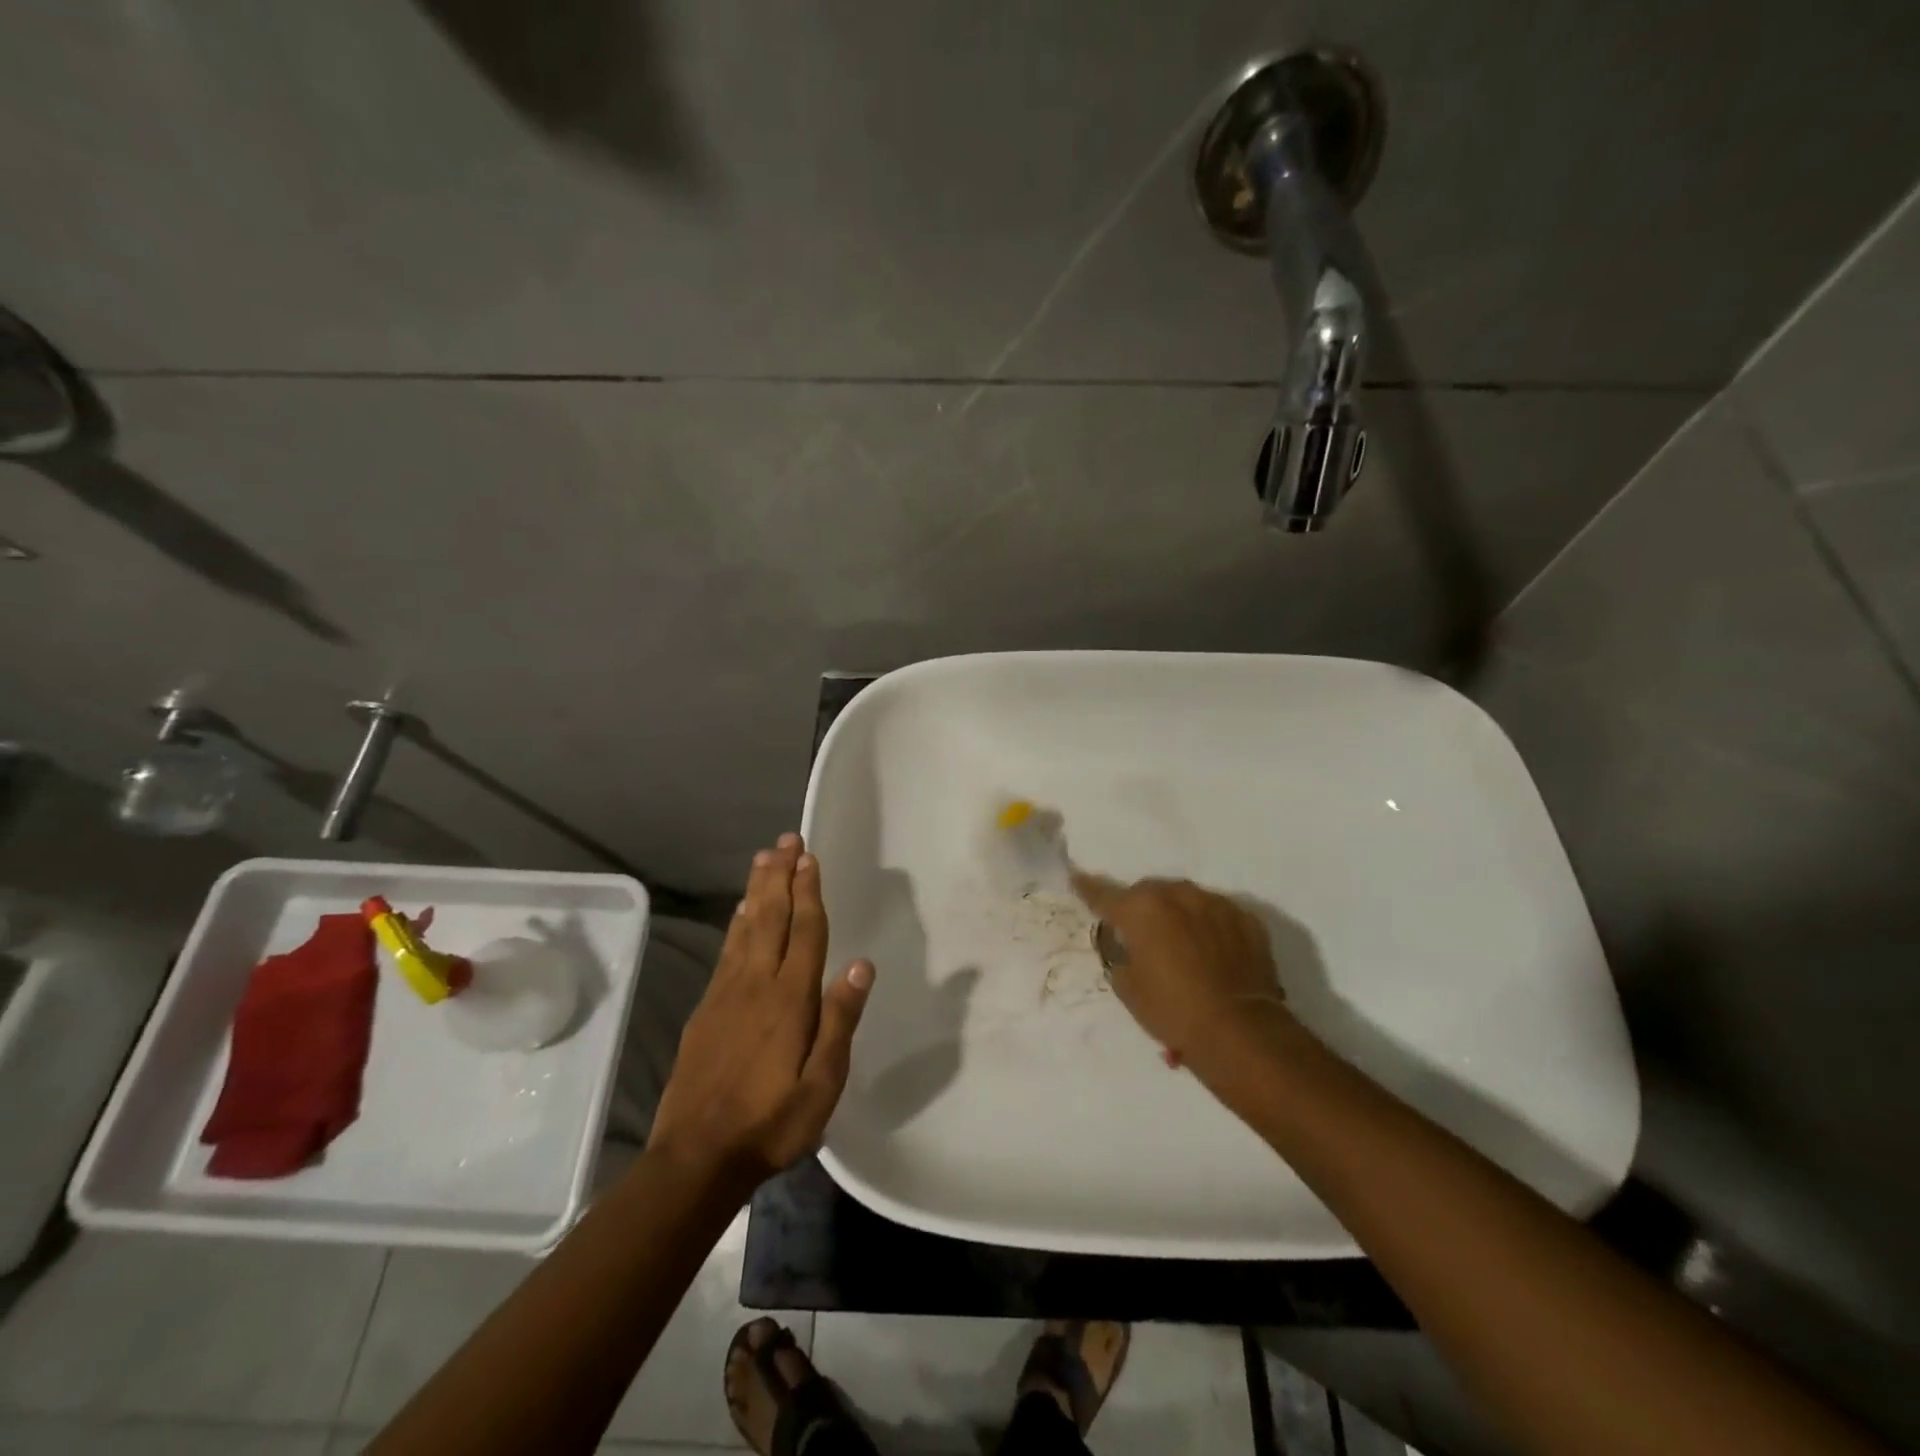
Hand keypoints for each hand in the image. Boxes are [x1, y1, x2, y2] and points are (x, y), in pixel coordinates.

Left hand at [650, 834, 873, 1192]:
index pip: (804, 931)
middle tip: (785, 840)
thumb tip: (861, 963)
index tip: (809, 857)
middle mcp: (757, 984)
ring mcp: (726, 994)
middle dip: (780, 876)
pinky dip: (736, 923)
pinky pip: (726, 951)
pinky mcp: (706, 1009)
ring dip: (756, 890)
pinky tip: (740, 913)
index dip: (808, 892)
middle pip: (771, 917)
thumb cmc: (772, 1122)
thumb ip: (840, 1019)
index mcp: (790, 998)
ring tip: (763, 859)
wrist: (696, 1157)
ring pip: (745, 928)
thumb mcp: (823, 1082)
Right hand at [1071, 873, 1288, 1078]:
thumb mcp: (1127, 986)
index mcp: (1140, 909)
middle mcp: (1177, 895)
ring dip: (1177, 914)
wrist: (1240, 1031)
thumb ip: (1119, 954)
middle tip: (1141, 934)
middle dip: (1141, 908)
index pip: (1104, 894)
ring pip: (1185, 899)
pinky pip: (1217, 914)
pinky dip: (1209, 926)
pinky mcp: (1246, 919)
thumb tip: (1127, 944)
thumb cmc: (1172, 1010)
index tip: (1078, 880)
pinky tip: (1213, 951)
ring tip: (1180, 944)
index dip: (1088, 889)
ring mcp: (1216, 903)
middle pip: (1149, 892)